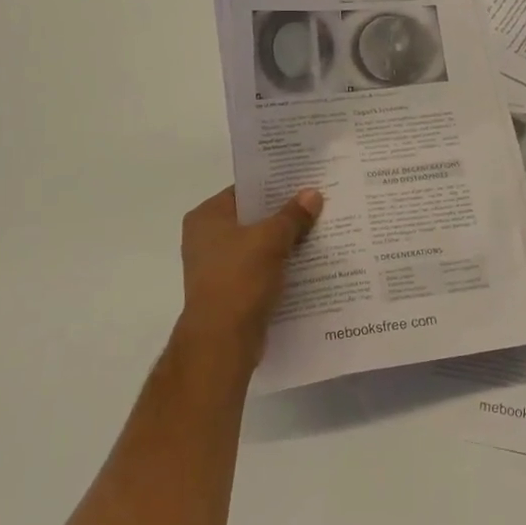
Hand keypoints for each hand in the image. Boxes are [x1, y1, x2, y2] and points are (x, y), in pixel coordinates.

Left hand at [178, 186, 322, 359]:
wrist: (222, 341)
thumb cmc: (239, 279)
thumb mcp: (271, 240)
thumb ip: (293, 215)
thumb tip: (312, 194)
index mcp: (206, 217)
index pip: (244, 190)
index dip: (274, 185)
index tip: (303, 182)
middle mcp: (206, 238)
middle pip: (252, 218)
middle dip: (284, 215)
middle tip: (318, 205)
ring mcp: (216, 267)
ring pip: (258, 246)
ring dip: (284, 243)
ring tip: (319, 232)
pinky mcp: (229, 291)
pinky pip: (259, 270)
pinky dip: (279, 267)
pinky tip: (307, 264)